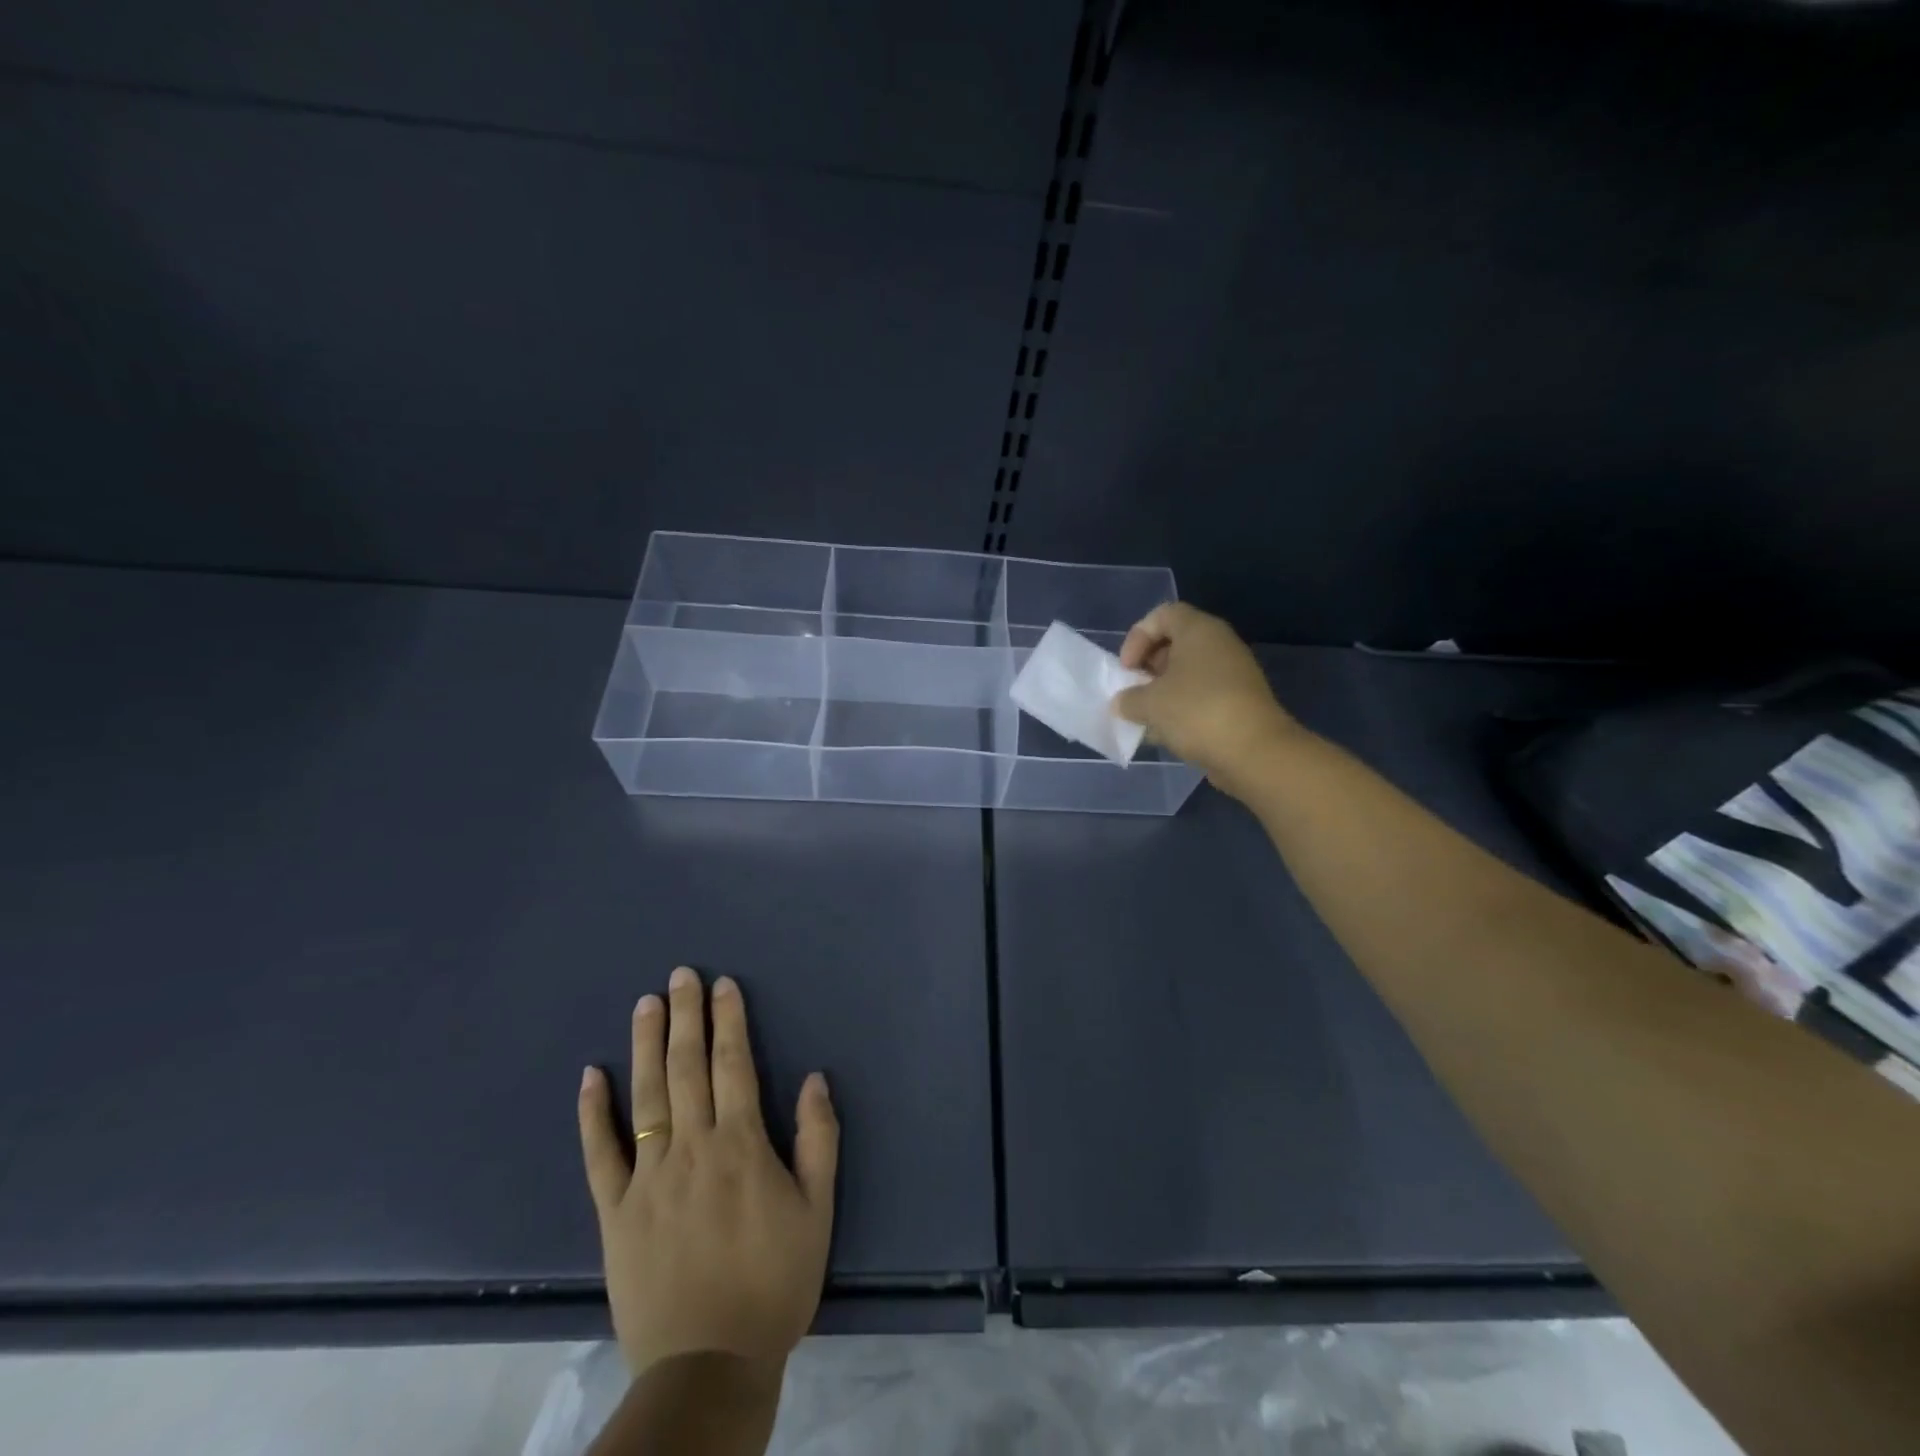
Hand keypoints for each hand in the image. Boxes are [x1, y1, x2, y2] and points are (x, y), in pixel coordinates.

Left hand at [577, 967, 838, 1377]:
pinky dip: (592, 1114)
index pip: (733, 1065)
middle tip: (680, 975)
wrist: (709, 1365)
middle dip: (686, 1016)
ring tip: (645, 1004)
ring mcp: (647, 1179)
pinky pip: (599, 1155)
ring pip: (646, 1097)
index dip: (729, 1020)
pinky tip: (591, 1076)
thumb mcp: (818, 1210)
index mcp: (741, 1145)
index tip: (723, 984)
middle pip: (687, 1068)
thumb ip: (819, 1139)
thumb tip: (814, 1077)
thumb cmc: (774, 1282)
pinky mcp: (615, 1212)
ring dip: (646, 1046)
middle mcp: (692, 1148)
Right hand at [1112, 602, 1299, 794]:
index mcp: (1199, 630)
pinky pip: (1202, 694)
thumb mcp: (1149, 704)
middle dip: (1148, 666)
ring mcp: (1233, 672)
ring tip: (1146, 715)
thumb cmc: (1196, 712)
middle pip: (1175, 642)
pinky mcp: (1239, 700)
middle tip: (1134, 690)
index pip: (1162, 615)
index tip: (1127, 668)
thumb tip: (1123, 703)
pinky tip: (1167, 732)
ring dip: (1163, 690)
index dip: (1137, 637)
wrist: (1254, 751)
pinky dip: (1182, 707)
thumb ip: (1128, 699)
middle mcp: (1219, 644)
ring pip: (1188, 672)